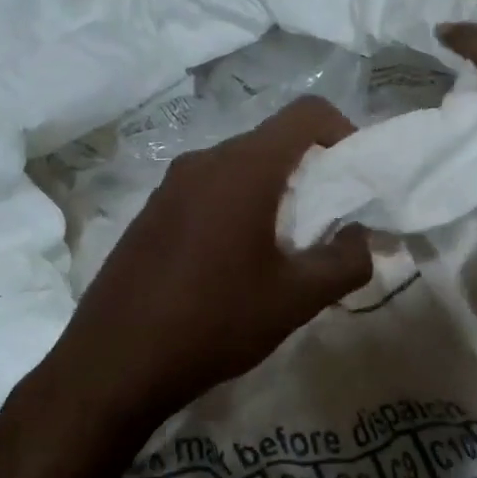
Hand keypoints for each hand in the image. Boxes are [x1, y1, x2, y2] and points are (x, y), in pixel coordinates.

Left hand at [47, 96, 372, 424]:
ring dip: (272, 195)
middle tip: (327, 224)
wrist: (114, 363)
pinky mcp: (150, 213)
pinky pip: (207, 192)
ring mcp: (169, 186)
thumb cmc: (215, 322)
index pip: (306, 114)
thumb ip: (346, 262)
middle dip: (310, 173)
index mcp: (243, 168)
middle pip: (272, 142)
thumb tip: (361, 238)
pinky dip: (237, 209)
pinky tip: (235, 264)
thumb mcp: (296, 299)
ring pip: (238, 169)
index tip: (355, 178)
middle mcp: (203, 162)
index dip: (343, 132)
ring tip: (284, 250)